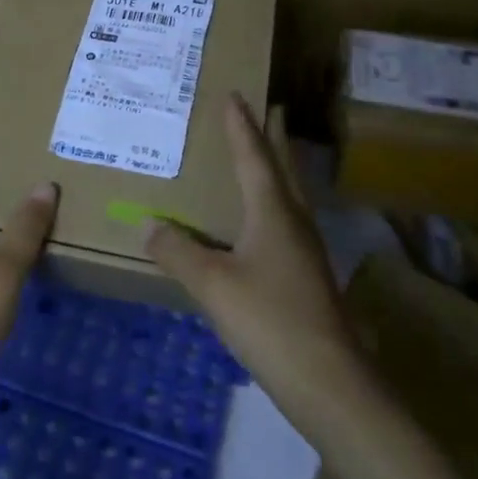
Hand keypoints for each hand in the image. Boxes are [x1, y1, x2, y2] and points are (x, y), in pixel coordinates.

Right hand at [146, 94, 361, 412]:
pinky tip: (261, 223)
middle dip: (272, 138)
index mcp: (273, 212)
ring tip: (263, 156)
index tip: (235, 95)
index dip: (241, 126)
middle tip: (267, 109)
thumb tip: (148, 223)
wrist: (329, 383)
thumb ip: (177, 251)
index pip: (253, 156)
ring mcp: (306, 251)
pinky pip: (286, 222)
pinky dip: (272, 204)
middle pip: (283, 168)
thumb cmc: (270, 320)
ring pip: (289, 195)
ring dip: (276, 169)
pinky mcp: (307, 277)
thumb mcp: (212, 284)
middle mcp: (294, 222)